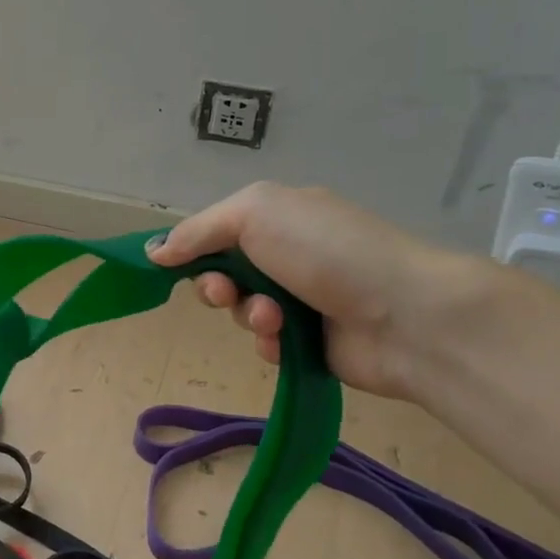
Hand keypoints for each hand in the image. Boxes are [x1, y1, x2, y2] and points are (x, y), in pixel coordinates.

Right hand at [147, 182, 474, 399]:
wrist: (405, 314)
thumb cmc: (326, 251)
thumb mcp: (254, 213)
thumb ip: (199, 230)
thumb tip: (154, 251)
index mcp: (280, 217)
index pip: (218, 232)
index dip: (193, 250)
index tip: (173, 266)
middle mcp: (290, 254)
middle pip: (224, 275)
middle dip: (217, 287)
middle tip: (227, 294)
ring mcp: (303, 299)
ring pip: (242, 312)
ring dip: (248, 316)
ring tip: (274, 320)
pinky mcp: (311, 342)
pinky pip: (266, 345)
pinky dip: (269, 343)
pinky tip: (287, 342)